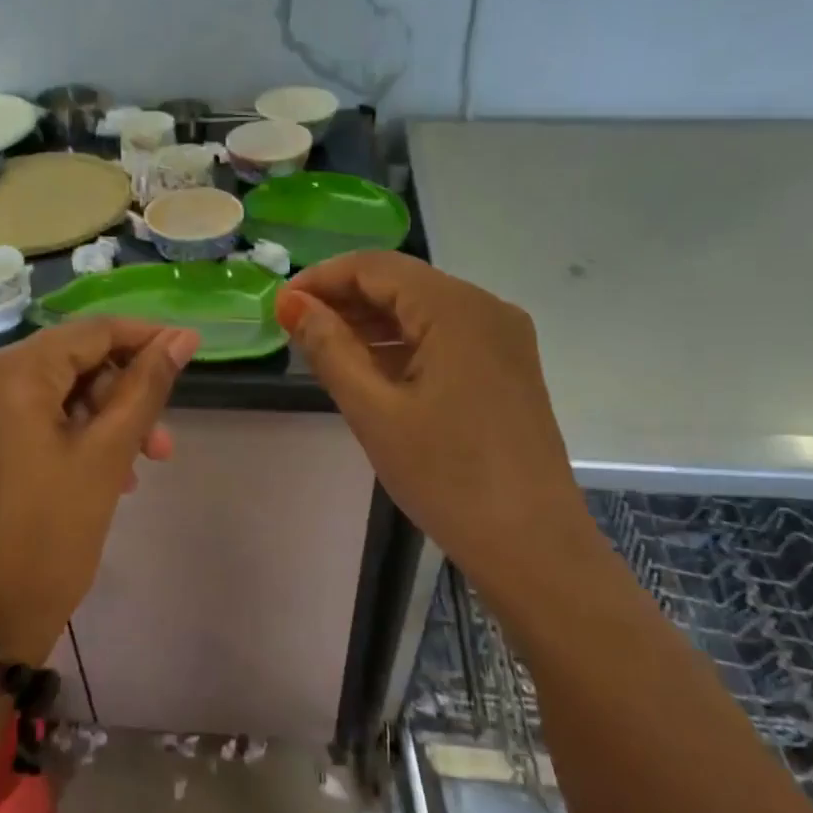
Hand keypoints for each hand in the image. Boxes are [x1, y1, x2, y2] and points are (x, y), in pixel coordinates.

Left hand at [0, 320, 199, 661]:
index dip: (143, 339)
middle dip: (121, 398)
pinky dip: (62, 435)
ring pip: (47, 394)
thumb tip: (182, 338)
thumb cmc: (51, 537)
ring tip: (136, 469)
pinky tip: (97, 473)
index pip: (89, 333)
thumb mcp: (107, 456)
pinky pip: (21, 419)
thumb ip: (146, 387)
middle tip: (161, 445)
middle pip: (66, 364)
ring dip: (97, 421)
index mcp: (6, 374)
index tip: (187, 352)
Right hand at [275, 253, 601, 595]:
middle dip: (345, 298)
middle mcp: (487, 309)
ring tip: (321, 346)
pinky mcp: (506, 368)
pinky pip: (444, 337)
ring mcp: (503, 339)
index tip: (280, 305)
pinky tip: (369, 366)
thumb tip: (293, 305)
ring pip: (423, 310)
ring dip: (371, 322)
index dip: (323, 278)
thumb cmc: (447, 477)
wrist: (532, 545)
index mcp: (458, 310)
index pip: (377, 267)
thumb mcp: (375, 412)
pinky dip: (402, 344)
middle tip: (294, 327)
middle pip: (403, 283)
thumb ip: (330, 349)